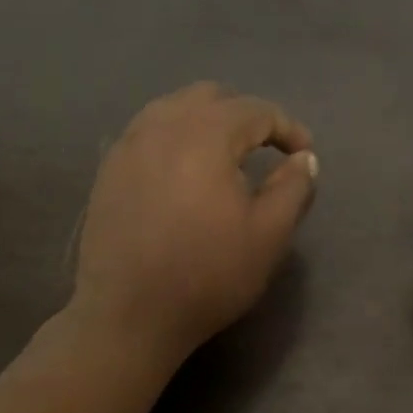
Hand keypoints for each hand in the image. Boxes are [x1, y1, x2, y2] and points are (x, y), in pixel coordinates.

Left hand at [73, 82, 318, 363]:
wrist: (129, 315)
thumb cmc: (207, 275)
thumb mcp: (268, 236)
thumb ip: (293, 188)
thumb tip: (304, 158)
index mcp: (205, 135)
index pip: (255, 110)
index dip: (287, 127)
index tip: (303, 154)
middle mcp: (161, 126)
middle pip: (209, 97)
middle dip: (244, 115)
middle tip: (263, 150)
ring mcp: (127, 146)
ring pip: (172, 109)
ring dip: (205, 122)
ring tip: (222, 158)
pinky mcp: (107, 171)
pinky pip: (146, 133)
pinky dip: (173, 139)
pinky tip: (181, 173)